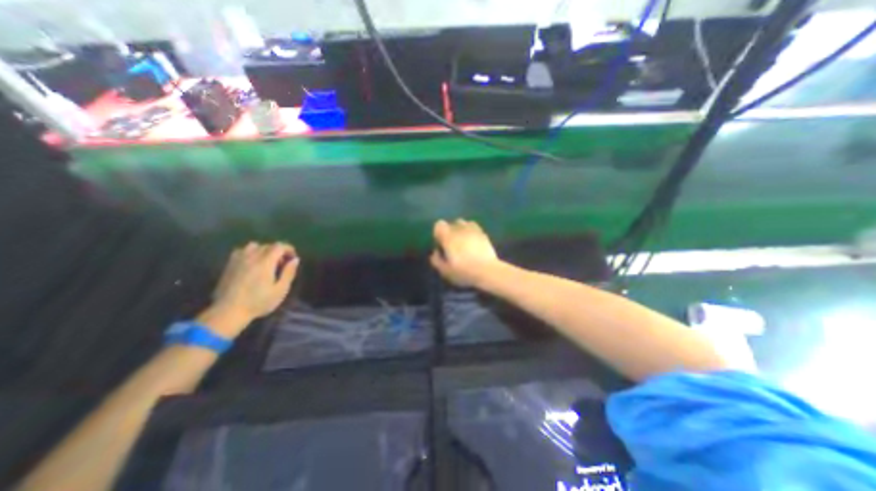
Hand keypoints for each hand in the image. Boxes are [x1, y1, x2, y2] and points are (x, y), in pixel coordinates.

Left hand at [209, 242, 300, 325]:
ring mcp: (238, 260)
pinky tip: (251, 264)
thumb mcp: (280, 290)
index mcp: (265, 262)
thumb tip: (295, 260)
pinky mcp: (229, 265)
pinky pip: (241, 251)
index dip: (289, 249)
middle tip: (282, 264)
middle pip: (268, 245)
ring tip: (267, 262)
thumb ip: (289, 273)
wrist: (228, 312)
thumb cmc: (258, 302)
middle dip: (278, 251)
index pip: (279, 246)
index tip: (293, 258)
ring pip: (254, 246)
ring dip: (263, 251)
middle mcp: (252, 256)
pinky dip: (250, 253)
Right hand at [431, 219, 499, 287]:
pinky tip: (473, 242)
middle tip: (452, 244)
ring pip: (464, 223)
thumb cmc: (464, 271)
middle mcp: (459, 229)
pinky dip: (472, 232)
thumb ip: (437, 260)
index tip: (441, 243)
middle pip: (452, 223)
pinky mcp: (483, 234)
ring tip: (463, 241)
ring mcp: (473, 230)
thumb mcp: (446, 271)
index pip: (439, 225)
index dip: (438, 233)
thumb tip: (435, 253)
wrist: (487, 271)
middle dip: (451, 231)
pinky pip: (475, 227)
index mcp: (448, 237)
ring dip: (462, 230)